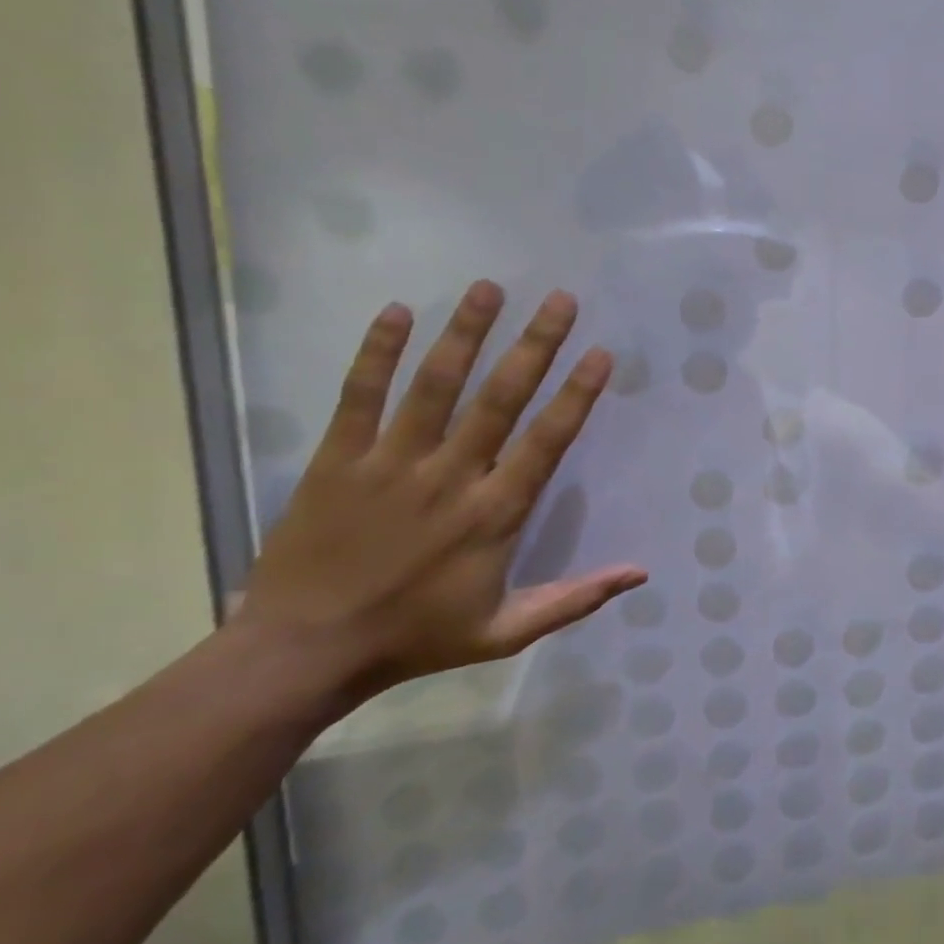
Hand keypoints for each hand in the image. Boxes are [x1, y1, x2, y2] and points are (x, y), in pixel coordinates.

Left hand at [238, 280, 647, 699]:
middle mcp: (450, 477)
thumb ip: (575, 599)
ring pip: (435, 386)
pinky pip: (359, 397)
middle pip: (500, 399)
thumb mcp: (506, 632)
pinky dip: (376, 353)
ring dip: (465, 334)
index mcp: (494, 513)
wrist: (302, 654)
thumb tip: (641, 574)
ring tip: (490, 288)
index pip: (547, 441)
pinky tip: (397, 312)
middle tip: (561, 300)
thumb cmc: (416, 637)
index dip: (577, 395)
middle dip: (535, 345)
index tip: (600, 353)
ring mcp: (391, 465)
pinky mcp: (338, 462)